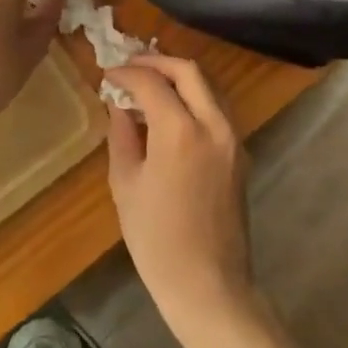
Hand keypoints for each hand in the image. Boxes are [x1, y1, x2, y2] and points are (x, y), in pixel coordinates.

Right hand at [104, 54, 258, 346]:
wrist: (208, 285)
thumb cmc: (157, 240)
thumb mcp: (125, 184)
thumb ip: (122, 134)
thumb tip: (120, 104)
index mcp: (180, 131)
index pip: (152, 81)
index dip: (127, 72)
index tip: (108, 75)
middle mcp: (213, 124)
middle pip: (189, 70)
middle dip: (157, 61)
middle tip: (130, 67)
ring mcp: (233, 138)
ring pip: (208, 86)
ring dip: (179, 76)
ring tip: (149, 84)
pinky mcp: (240, 153)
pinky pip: (217, 108)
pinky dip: (194, 97)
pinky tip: (170, 111)